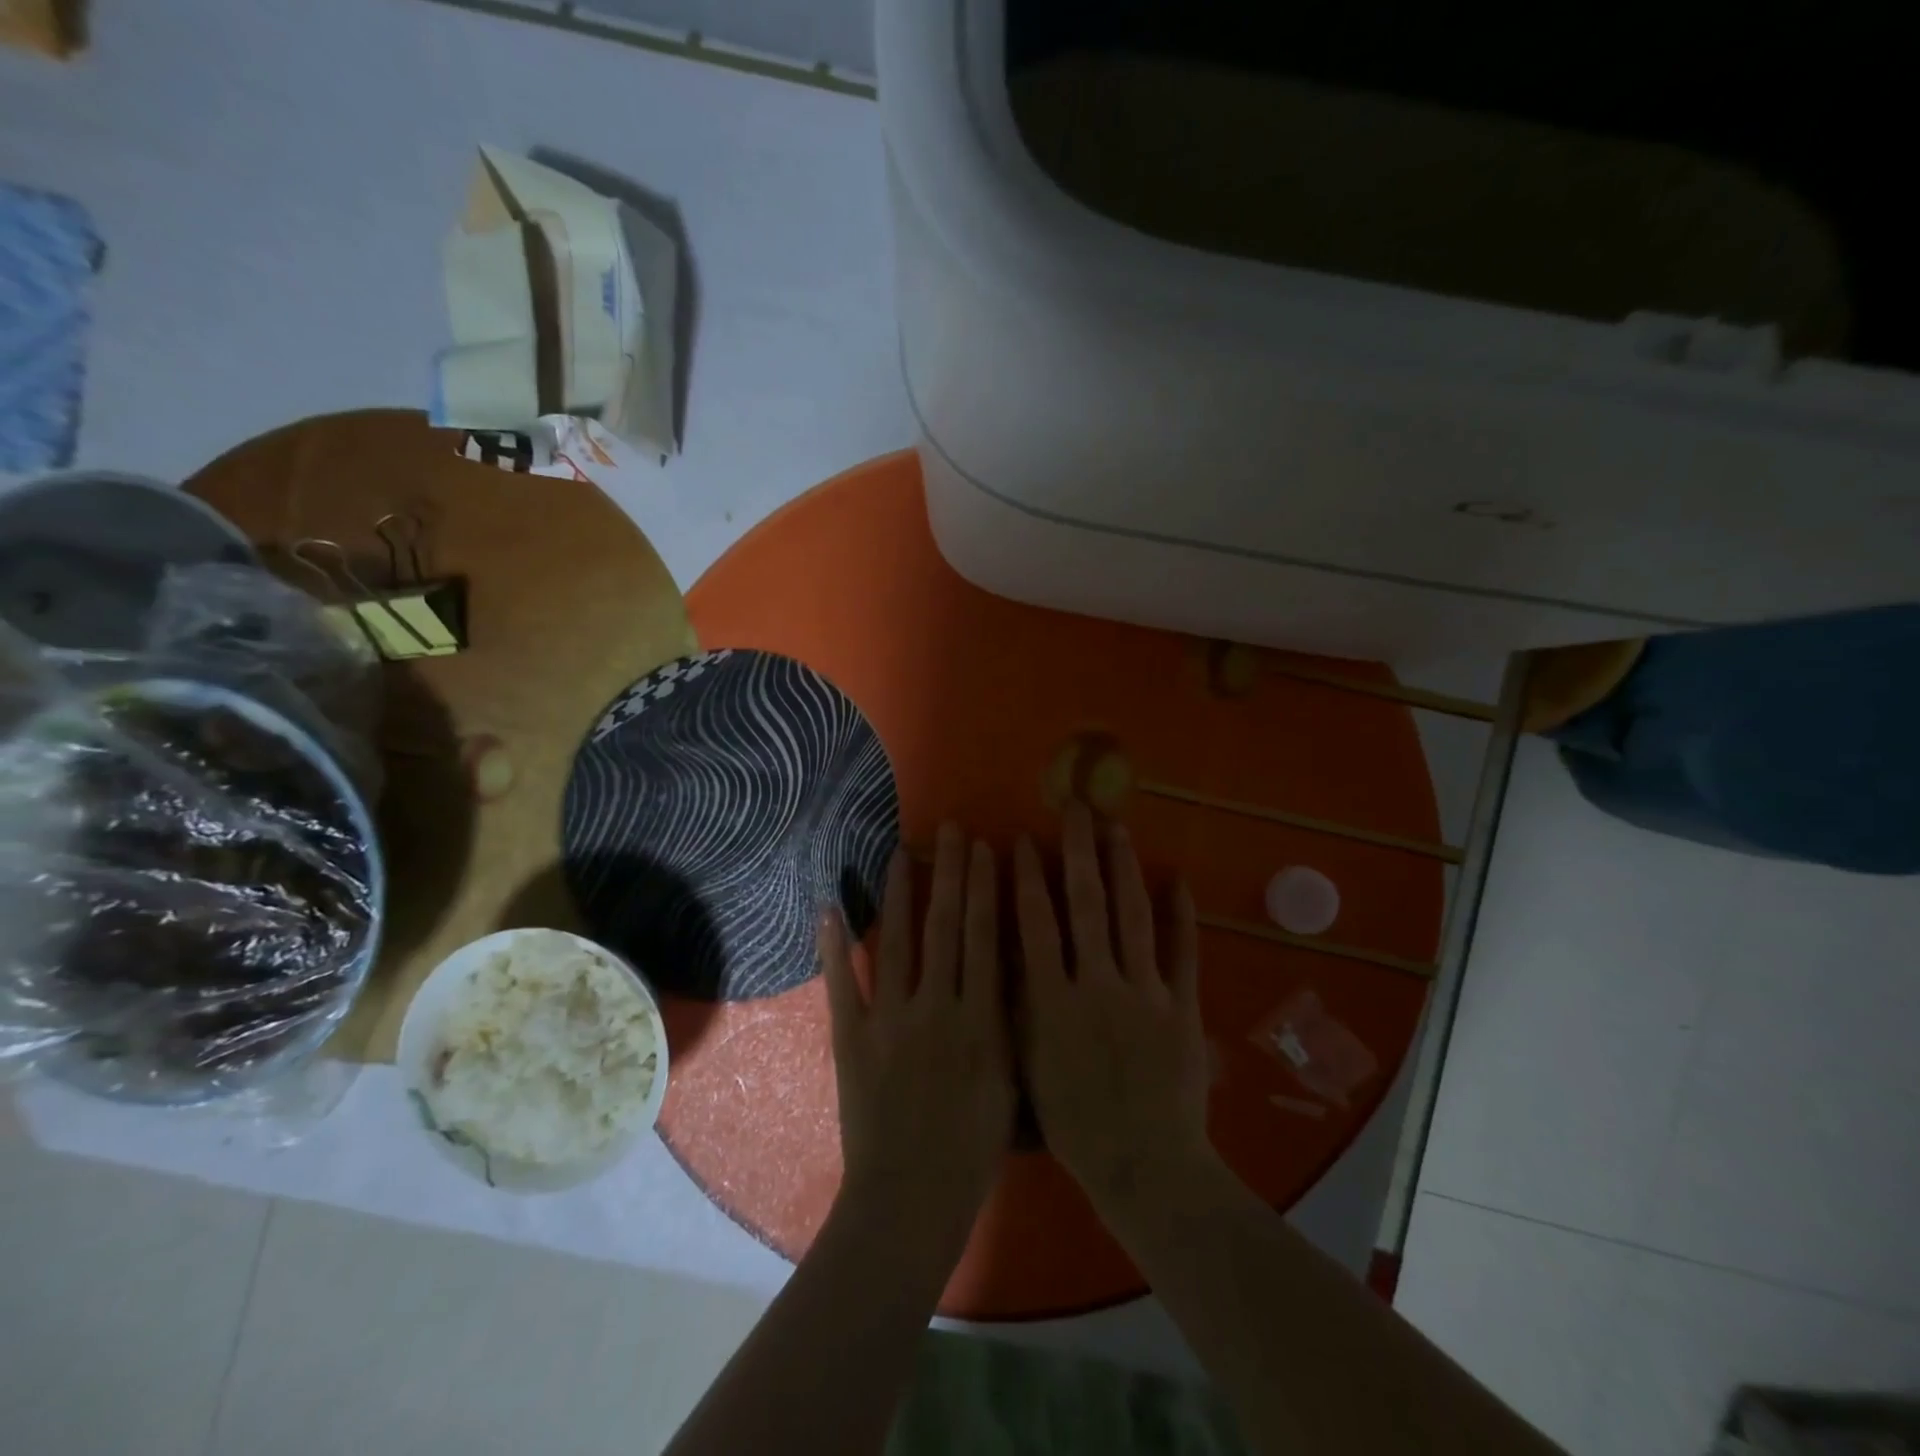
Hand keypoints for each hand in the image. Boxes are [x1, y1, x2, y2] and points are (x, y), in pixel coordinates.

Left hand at [821, 823, 1014, 1245]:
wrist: (909, 1201)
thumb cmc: (972, 1150)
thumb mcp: (1010, 1084)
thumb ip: (1010, 1024)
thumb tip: (1010, 967)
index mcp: (981, 1020)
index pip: (985, 938)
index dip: (986, 889)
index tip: (988, 849)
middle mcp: (937, 1007)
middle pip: (946, 927)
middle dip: (951, 874)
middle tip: (951, 831)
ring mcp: (889, 1019)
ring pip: (897, 941)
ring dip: (900, 893)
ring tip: (902, 851)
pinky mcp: (851, 1037)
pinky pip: (842, 983)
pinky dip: (833, 945)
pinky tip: (828, 905)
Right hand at [1015, 802, 1211, 1213]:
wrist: (1146, 1169)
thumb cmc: (1075, 1125)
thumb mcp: (1028, 1067)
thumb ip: (1018, 1007)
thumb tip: (1005, 950)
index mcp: (1053, 1000)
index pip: (1036, 923)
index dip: (1026, 878)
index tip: (1020, 840)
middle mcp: (1097, 983)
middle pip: (1085, 905)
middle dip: (1078, 851)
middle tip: (1074, 807)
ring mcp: (1145, 992)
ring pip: (1132, 917)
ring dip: (1123, 868)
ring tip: (1116, 827)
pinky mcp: (1182, 1006)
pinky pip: (1183, 953)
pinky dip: (1182, 916)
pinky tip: (1178, 880)